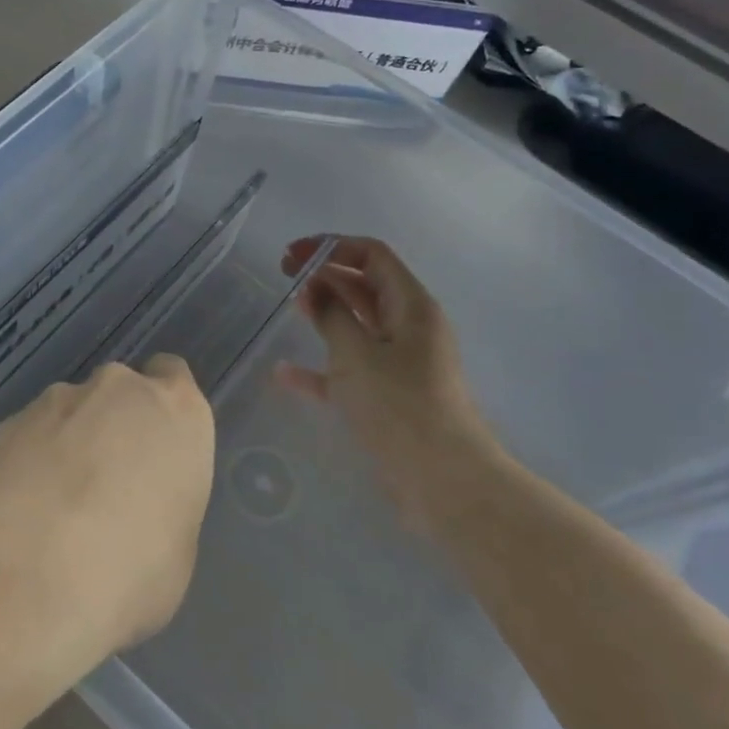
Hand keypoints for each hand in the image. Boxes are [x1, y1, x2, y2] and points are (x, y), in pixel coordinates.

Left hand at [0, 356, 214, 691]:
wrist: (21, 573)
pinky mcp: (1, 424)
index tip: (154, 452)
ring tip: (48, 514)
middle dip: (111, 429)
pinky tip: (12, 520)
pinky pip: (24, 441)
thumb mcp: (175, 555)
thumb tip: (135, 511)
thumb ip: (160, 507)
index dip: (162, 413)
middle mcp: (117, 389)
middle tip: (102, 489)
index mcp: (176, 411)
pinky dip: (22, 468)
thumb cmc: (128, 569)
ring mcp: (54, 401)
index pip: (175, 378)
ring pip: (67, 416)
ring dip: (64, 448)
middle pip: (118, 395)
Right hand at [275, 236, 504, 528]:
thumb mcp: (357, 354)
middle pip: (365, 285)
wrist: (444, 482)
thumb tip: (316, 288)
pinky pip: (351, 368)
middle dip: (326, 275)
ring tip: (291, 307)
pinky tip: (285, 374)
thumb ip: (332, 315)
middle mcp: (409, 327)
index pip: (372, 255)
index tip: (293, 255)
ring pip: (358, 324)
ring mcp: (401, 362)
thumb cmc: (400, 406)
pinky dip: (322, 366)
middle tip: (284, 275)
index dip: (331, 246)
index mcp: (411, 306)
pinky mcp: (390, 396)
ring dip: (326, 312)